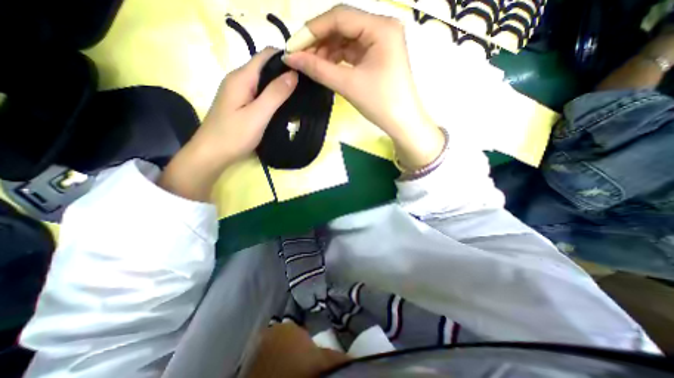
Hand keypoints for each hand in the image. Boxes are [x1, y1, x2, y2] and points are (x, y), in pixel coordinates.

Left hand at [160, 49, 296, 202]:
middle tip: (305, 85)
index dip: (285, 58)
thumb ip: (275, 94)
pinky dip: (272, 96)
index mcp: (241, 78)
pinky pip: (259, 94)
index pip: (266, 55)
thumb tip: (293, 74)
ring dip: (280, 86)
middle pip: (265, 68)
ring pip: (263, 82)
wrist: (211, 155)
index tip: (305, 69)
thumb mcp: (258, 115)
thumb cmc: (234, 135)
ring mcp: (238, 93)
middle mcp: (238, 80)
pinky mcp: (240, 104)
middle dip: (285, 73)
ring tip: (299, 95)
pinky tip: (283, 105)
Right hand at [282, 4, 446, 170]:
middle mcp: (382, 29)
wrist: (402, 123)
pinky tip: (326, 67)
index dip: (312, 30)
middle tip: (300, 59)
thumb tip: (290, 58)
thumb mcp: (348, 84)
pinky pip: (352, 52)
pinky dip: (337, 59)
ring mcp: (380, 43)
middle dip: (319, 42)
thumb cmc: (380, 103)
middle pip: (343, 26)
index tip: (293, 47)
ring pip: (346, 40)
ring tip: (311, 66)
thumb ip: (318, 69)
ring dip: (327, 51)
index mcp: (380, 28)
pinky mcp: (377, 57)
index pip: (339, 17)